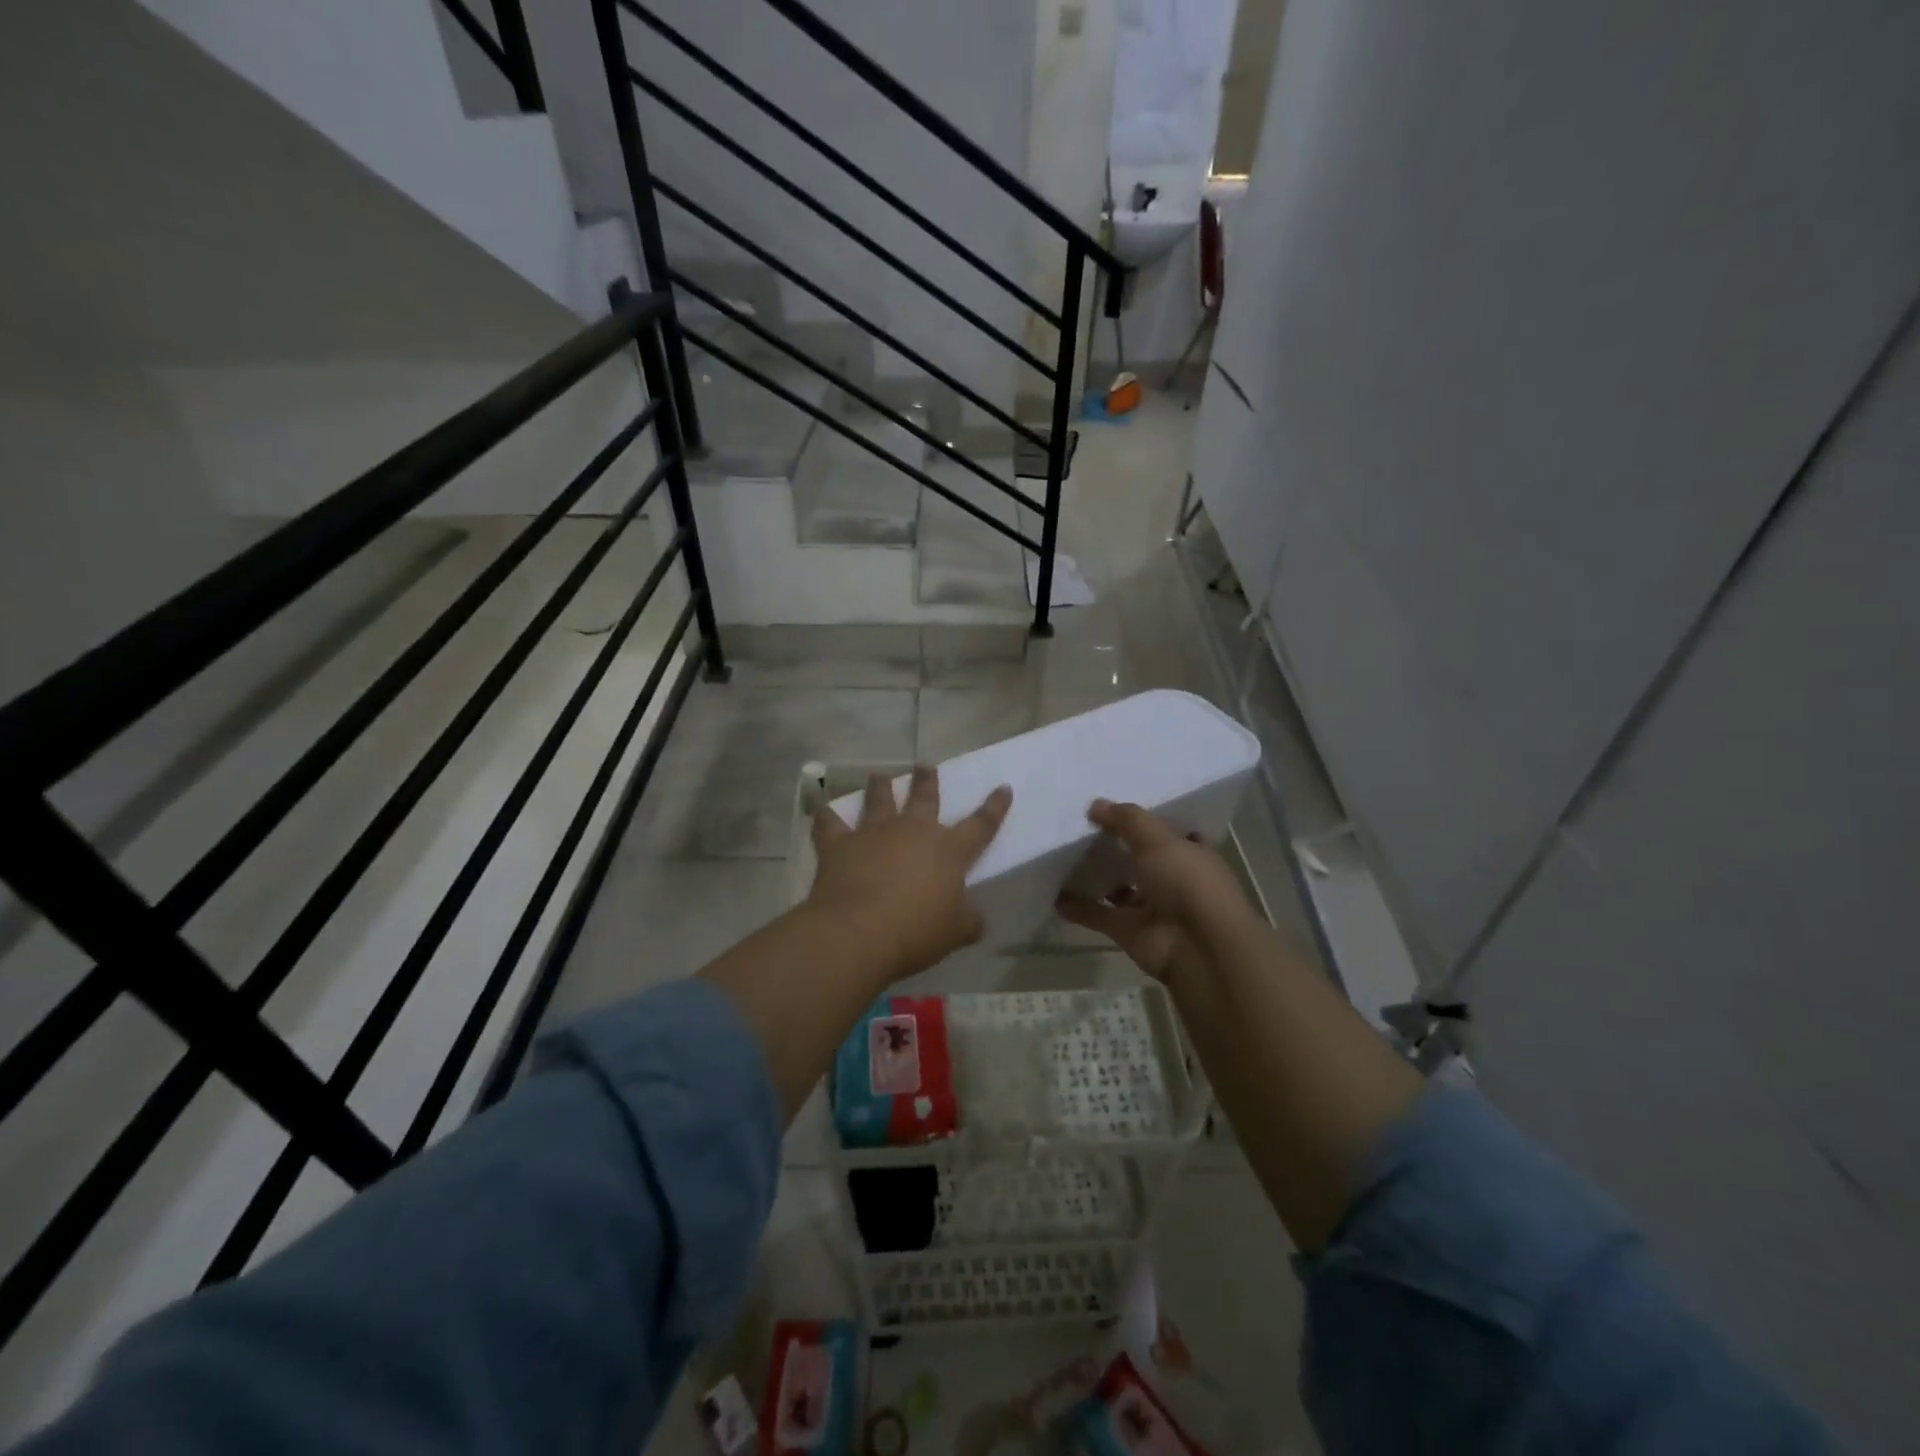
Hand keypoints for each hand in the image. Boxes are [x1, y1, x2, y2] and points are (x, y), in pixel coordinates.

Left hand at [807, 766, 1011, 984]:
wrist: (858, 932)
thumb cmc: (916, 932)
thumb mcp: (957, 933)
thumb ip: (969, 921)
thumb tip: (976, 918)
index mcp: (949, 851)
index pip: (981, 825)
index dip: (995, 807)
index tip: (1003, 787)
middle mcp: (913, 831)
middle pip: (924, 797)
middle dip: (927, 780)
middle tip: (925, 765)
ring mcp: (874, 833)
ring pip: (879, 800)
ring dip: (880, 787)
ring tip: (879, 776)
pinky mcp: (840, 844)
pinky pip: (829, 824)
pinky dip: (825, 817)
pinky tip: (821, 810)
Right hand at [1056, 799, 1252, 985]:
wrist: (1198, 948)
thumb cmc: (1188, 883)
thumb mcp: (1159, 840)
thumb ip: (1127, 820)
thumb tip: (1095, 805)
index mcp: (1191, 853)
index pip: (1167, 832)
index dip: (1143, 821)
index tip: (1114, 807)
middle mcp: (1173, 879)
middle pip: (1139, 859)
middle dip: (1114, 846)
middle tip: (1079, 827)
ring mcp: (1150, 907)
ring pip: (1118, 888)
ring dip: (1095, 877)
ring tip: (1062, 856)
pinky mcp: (1129, 931)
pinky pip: (1098, 915)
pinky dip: (1078, 907)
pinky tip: (1054, 895)